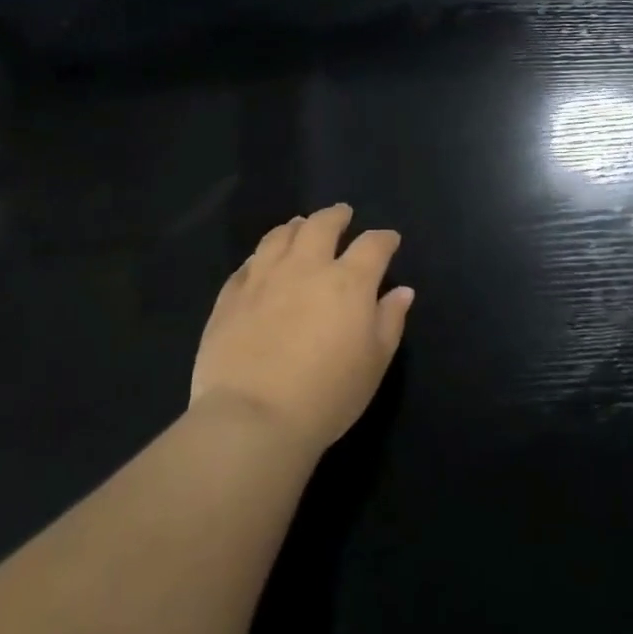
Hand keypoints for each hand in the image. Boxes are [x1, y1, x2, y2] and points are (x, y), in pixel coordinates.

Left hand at [190, 204, 413, 455]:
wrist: (253, 418)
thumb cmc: (327, 395)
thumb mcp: (374, 363)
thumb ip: (390, 321)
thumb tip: (401, 291)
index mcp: (348, 282)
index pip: (373, 245)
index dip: (384, 239)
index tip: (389, 240)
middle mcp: (306, 268)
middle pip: (321, 226)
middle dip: (336, 216)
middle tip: (342, 215)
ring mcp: (263, 278)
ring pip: (280, 236)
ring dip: (295, 227)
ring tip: (300, 226)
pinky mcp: (230, 296)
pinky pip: (247, 264)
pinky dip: (262, 256)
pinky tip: (262, 262)